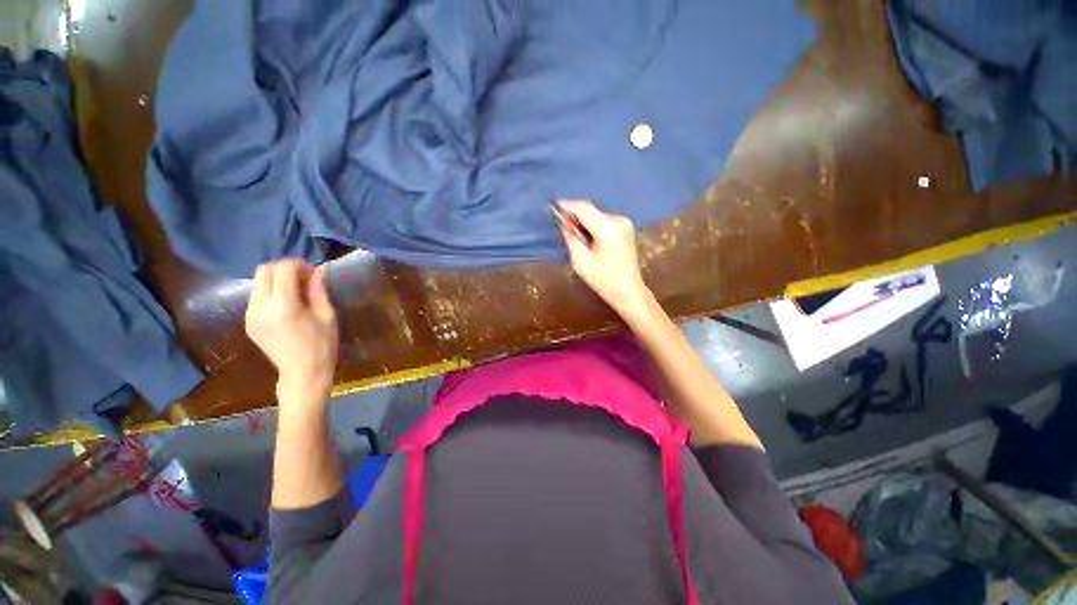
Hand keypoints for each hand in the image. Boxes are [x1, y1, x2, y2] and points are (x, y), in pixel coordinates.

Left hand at [245, 260, 338, 400]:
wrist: (302, 373)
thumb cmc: (322, 345)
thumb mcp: (327, 315)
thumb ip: (318, 290)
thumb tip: (316, 270)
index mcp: (284, 306)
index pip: (283, 270)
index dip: (298, 264)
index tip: (312, 270)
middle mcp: (261, 307)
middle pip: (264, 271)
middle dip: (284, 267)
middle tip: (303, 276)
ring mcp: (250, 315)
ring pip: (257, 282)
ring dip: (276, 278)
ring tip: (295, 289)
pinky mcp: (248, 321)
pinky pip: (256, 296)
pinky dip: (270, 291)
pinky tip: (286, 302)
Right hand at [558, 200, 653, 318]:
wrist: (629, 291)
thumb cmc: (603, 280)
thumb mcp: (580, 261)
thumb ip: (571, 238)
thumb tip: (564, 223)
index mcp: (608, 228)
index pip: (584, 208)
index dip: (568, 205)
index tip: (554, 205)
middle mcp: (619, 220)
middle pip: (591, 210)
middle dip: (575, 214)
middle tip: (561, 222)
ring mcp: (625, 222)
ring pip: (597, 214)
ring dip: (584, 220)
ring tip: (572, 230)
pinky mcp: (626, 227)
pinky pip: (604, 220)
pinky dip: (593, 224)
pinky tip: (586, 234)